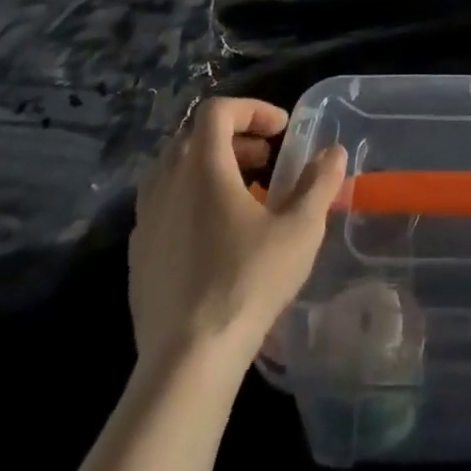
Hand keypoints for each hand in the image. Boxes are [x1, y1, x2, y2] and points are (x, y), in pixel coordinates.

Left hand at [128, 96, 345, 369]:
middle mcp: (166, 183)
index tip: (281, 130)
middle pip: (195, 136)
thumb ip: (319, 183)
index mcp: (202, 166)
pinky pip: (162, 206)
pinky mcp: (136, 256)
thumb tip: (333, 152)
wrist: (186, 361)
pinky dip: (190, 200)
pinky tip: (215, 235)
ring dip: (210, 168)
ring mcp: (145, 220)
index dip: (252, 109)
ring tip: (242, 194)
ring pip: (174, 170)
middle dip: (234, 138)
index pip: (218, 110)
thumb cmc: (247, 282)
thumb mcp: (300, 229)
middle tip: (266, 159)